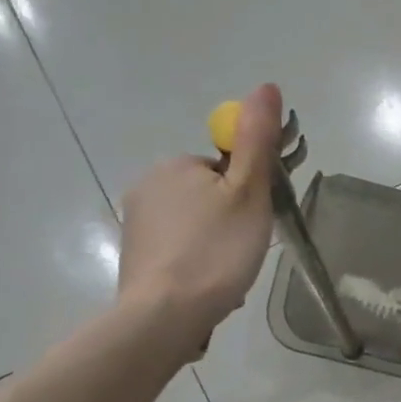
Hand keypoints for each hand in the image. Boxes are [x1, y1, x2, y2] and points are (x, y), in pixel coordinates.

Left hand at [117, 83, 281, 353]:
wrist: (165, 315)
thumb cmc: (216, 250)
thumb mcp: (249, 192)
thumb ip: (257, 140)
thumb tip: (266, 86)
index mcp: (176, 165)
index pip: (225, 169)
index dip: (248, 193)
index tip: (255, 222)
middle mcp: (148, 185)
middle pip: (209, 195)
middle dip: (232, 220)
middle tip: (245, 251)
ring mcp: (136, 223)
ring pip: (195, 225)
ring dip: (216, 244)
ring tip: (228, 276)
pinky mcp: (134, 255)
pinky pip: (178, 249)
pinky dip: (197, 262)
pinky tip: (208, 286)